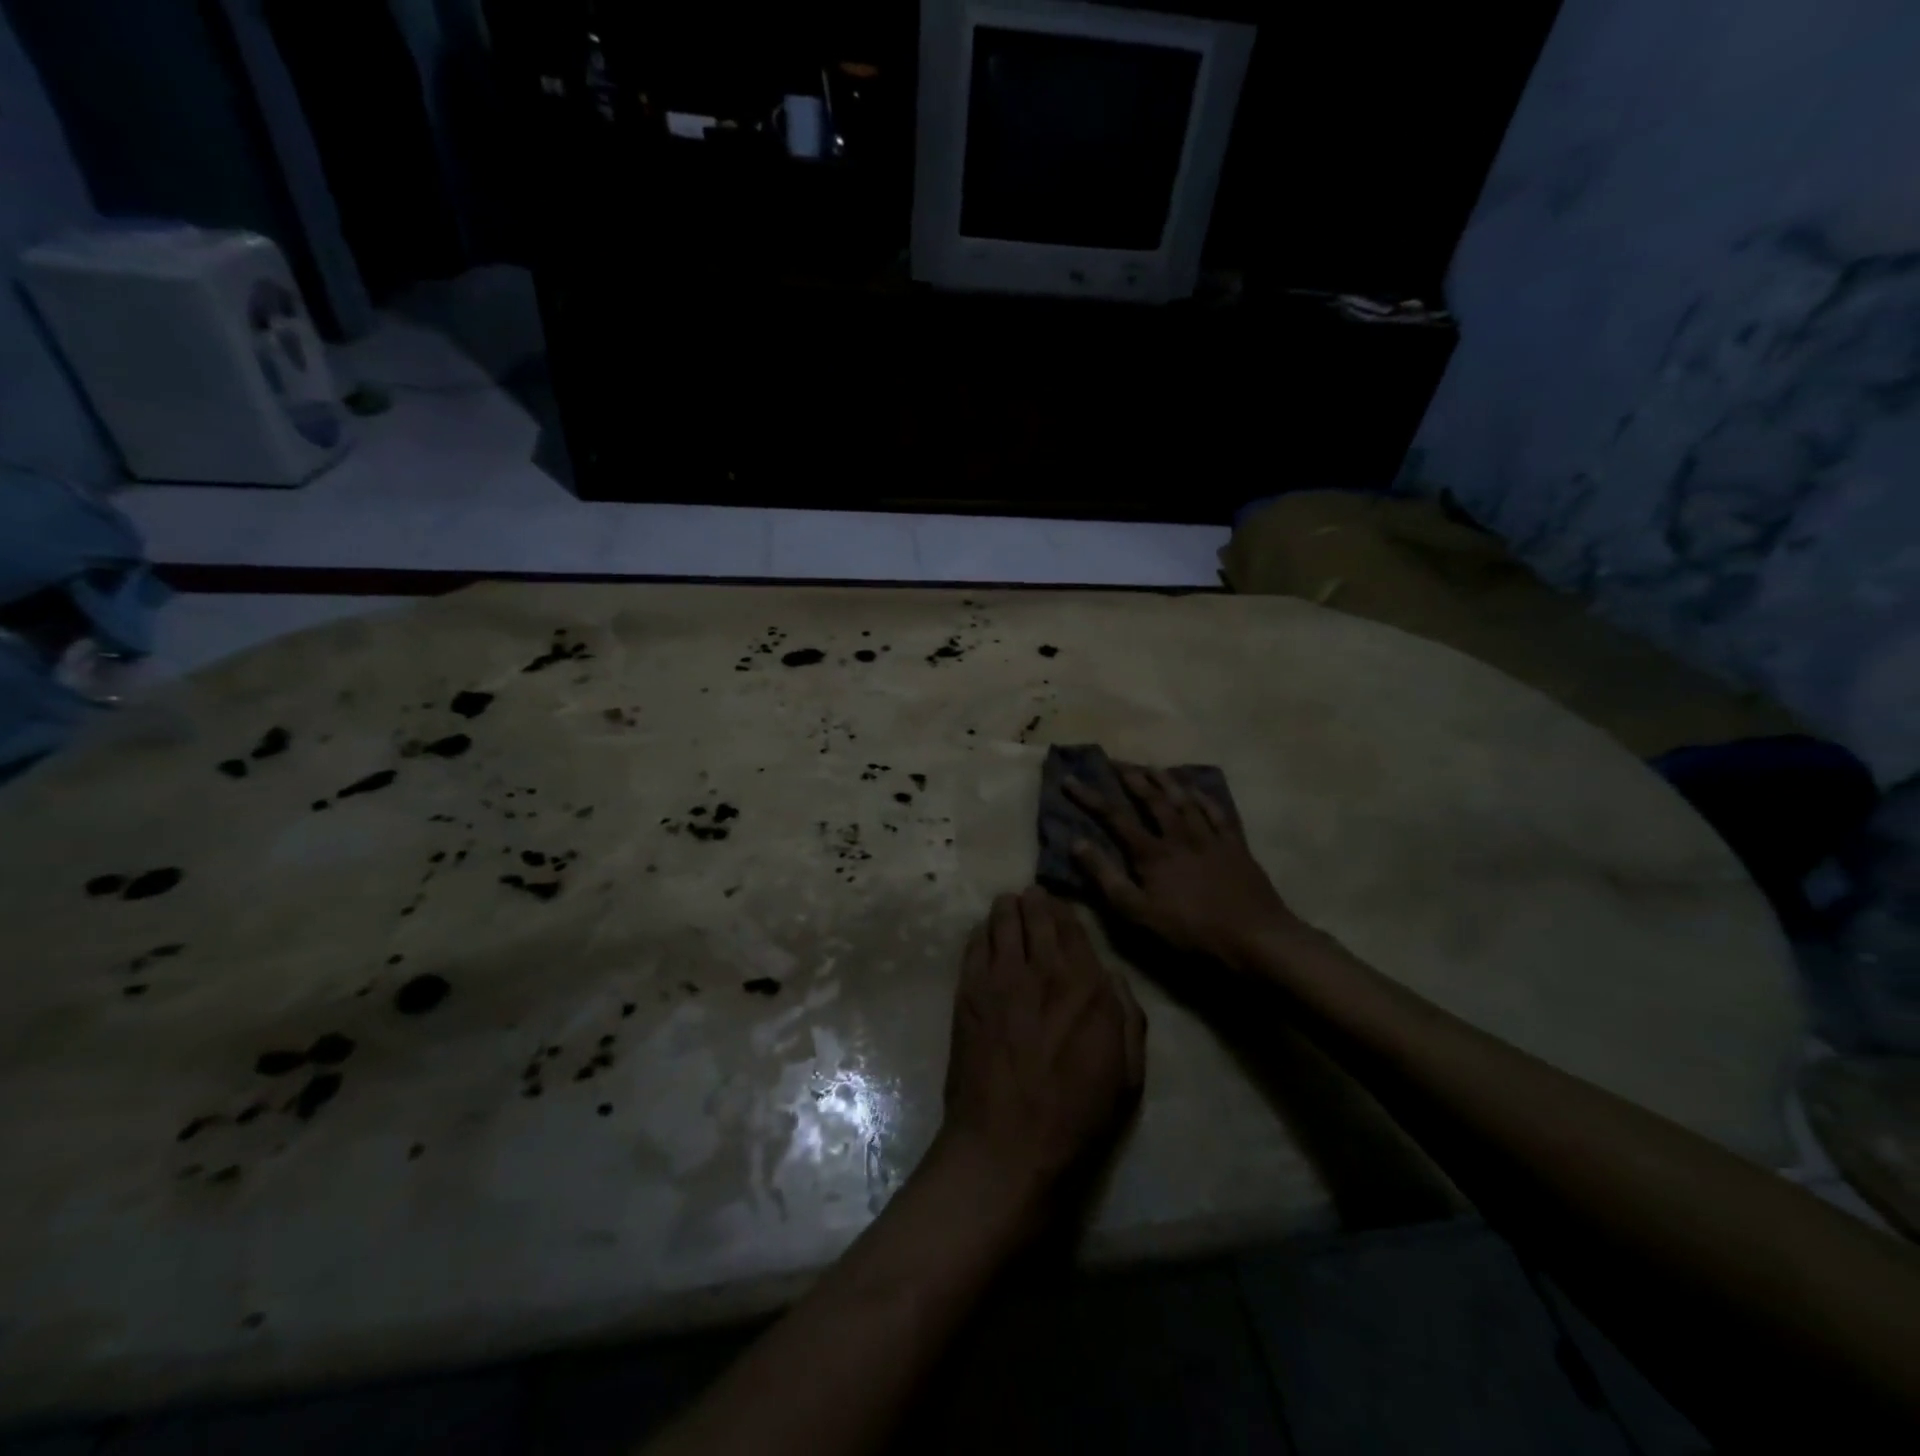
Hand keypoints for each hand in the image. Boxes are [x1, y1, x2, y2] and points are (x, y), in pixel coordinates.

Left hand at [940, 888, 1146, 1222]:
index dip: (1065, 910)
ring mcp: (1000, 978)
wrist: (1007, 1143)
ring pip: (1002, 921)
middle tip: (1032, 896)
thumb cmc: (1076, 1115)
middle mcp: (1043, 970)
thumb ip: (1128, 1017)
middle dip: (1035, 901)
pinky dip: (981, 932)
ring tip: (1008, 904)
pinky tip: (984, 932)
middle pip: (1036, 914)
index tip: (1060, 905)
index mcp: (1086, 986)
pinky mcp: (968, 992)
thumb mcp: (1127, 1074)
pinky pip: (974, 946)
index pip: (1073, 927)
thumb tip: (1113, 977)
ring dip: (1007, 908)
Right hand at [1066, 764, 1305, 968]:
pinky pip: (1218, 813)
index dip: (1090, 797)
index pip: (1114, 817)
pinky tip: (1197, 790)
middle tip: (1116, 761)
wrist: (1254, 936)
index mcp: (1152, 852)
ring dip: (1166, 781)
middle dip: (1131, 778)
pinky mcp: (1235, 846)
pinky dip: (1205, 798)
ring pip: (1184, 800)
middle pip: (1152, 799)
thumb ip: (1106, 877)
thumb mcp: (1137, 911)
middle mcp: (1179, 835)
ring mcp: (1210, 838)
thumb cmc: (1190, 929)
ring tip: (1152, 767)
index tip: (1070, 780)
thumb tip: (1076, 843)